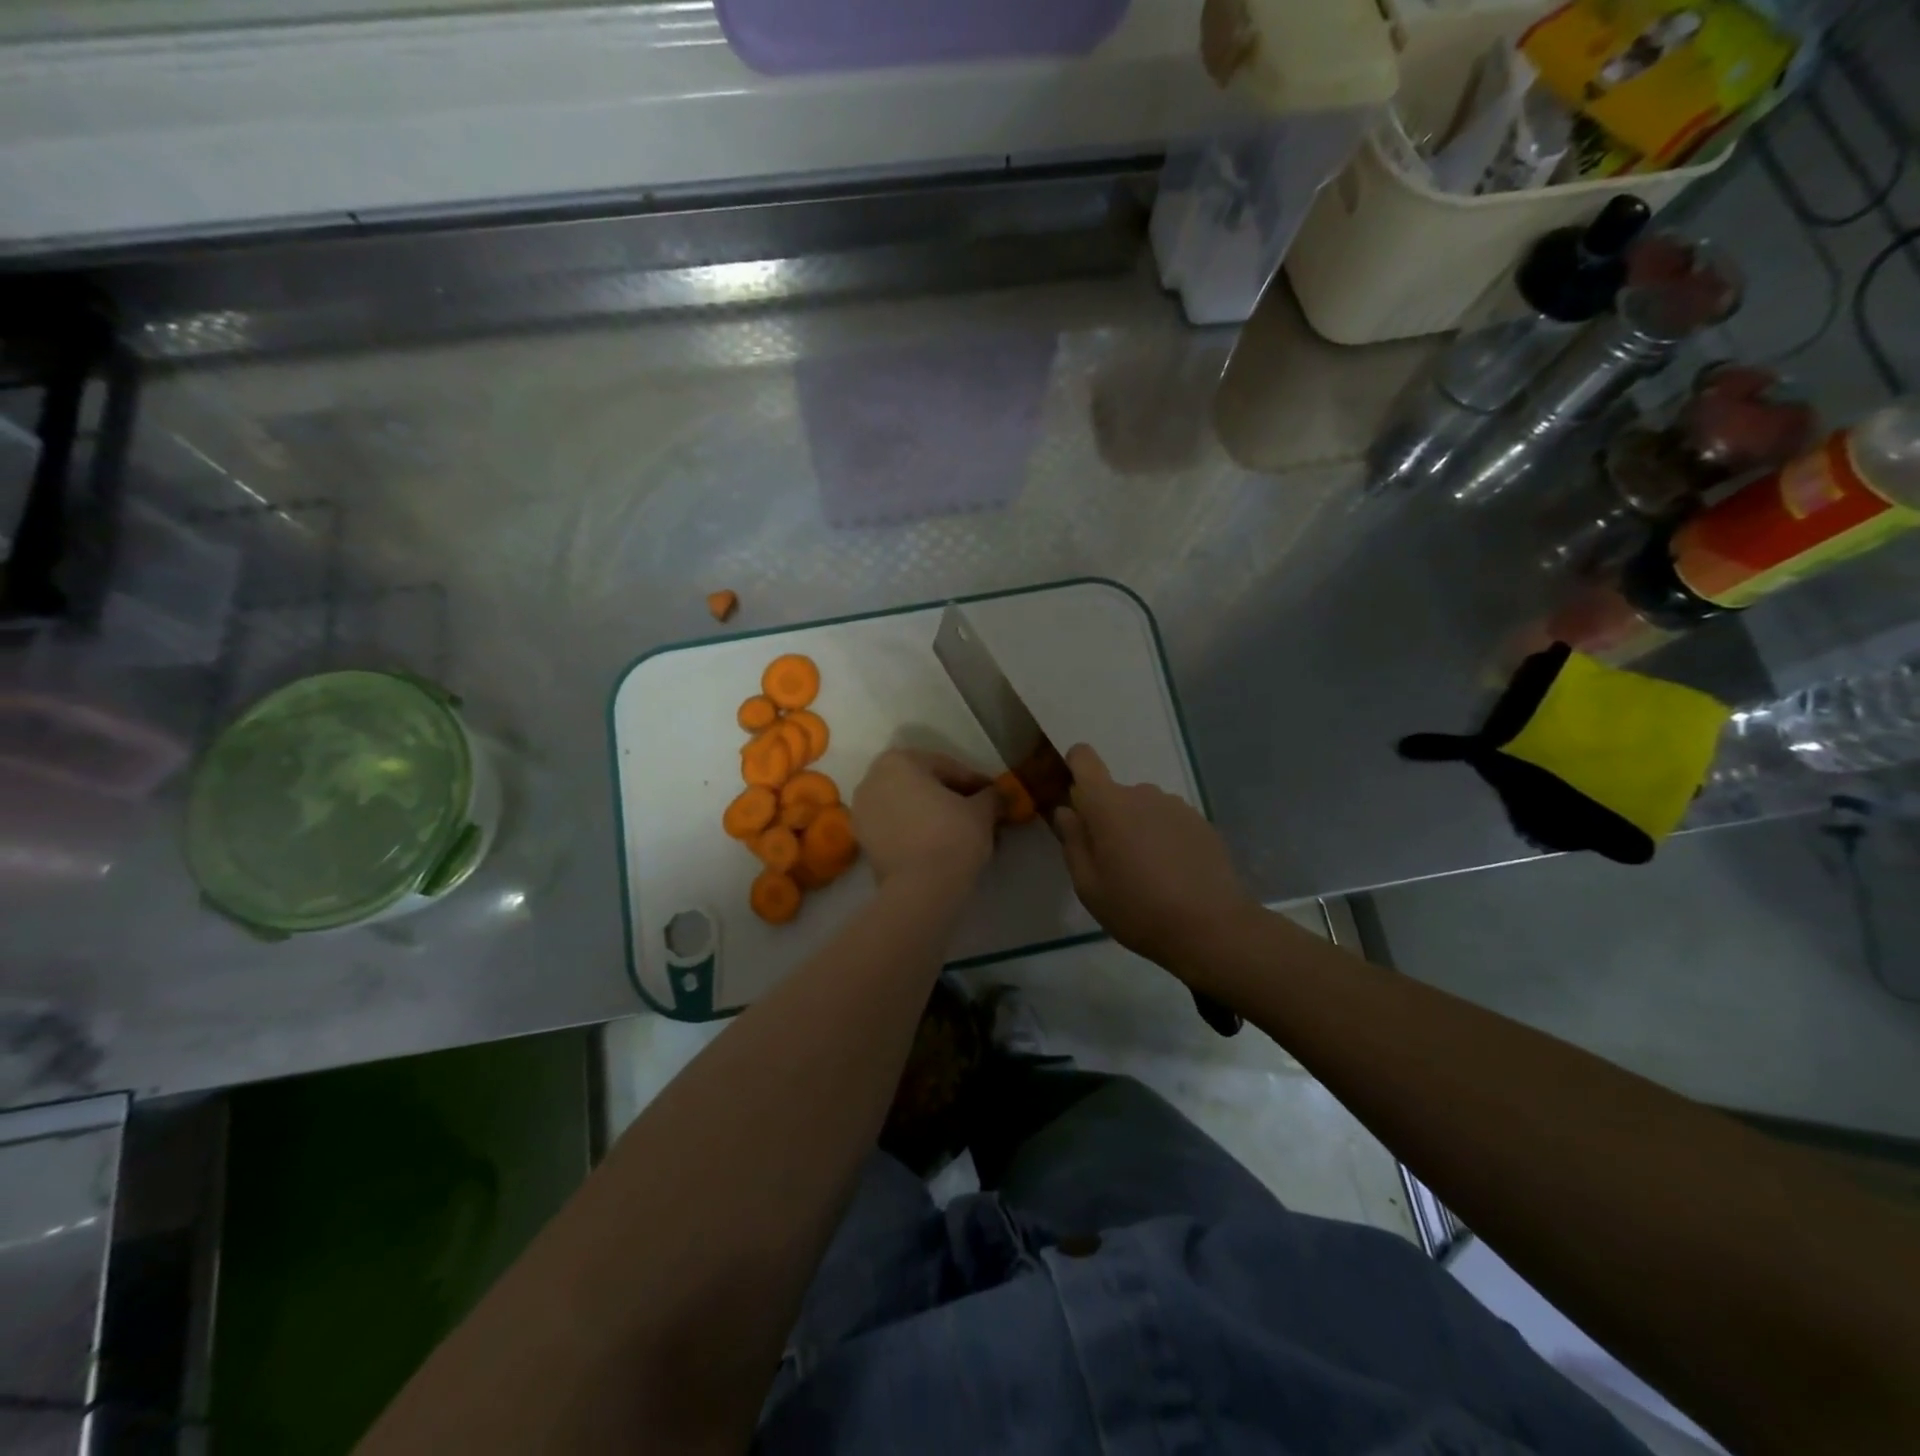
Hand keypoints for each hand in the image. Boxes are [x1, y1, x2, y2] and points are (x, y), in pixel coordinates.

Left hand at [851, 749, 1000, 889]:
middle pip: (925, 785)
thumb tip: (997, 796)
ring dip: (936, 816)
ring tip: (964, 835)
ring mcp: (862, 811)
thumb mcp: (982, 811)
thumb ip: (991, 796)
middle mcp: (873, 779)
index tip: (995, 798)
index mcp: (899, 761)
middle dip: (953, 800)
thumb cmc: (952, 836)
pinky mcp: (863, 841)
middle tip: (981, 816)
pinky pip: (897, 827)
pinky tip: (943, 847)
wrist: (920, 889)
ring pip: (909, 807)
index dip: (976, 784)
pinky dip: (919, 832)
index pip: (948, 768)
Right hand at [1054, 744, 1256, 969]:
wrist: (1212, 928)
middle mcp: (1142, 794)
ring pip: (1143, 808)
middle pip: (1114, 794)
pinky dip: (1164, 839)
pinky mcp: (1201, 822)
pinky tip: (1173, 875)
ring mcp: (1176, 806)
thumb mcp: (1089, 886)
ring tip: (1147, 873)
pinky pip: (1169, 821)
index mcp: (1108, 805)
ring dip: (1137, 830)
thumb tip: (1066, 811)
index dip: (1074, 768)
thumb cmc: (1138, 909)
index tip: (1075, 801)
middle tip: (1112, 864)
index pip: (1083, 758)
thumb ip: (1072, 842)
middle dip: (1107, 819)